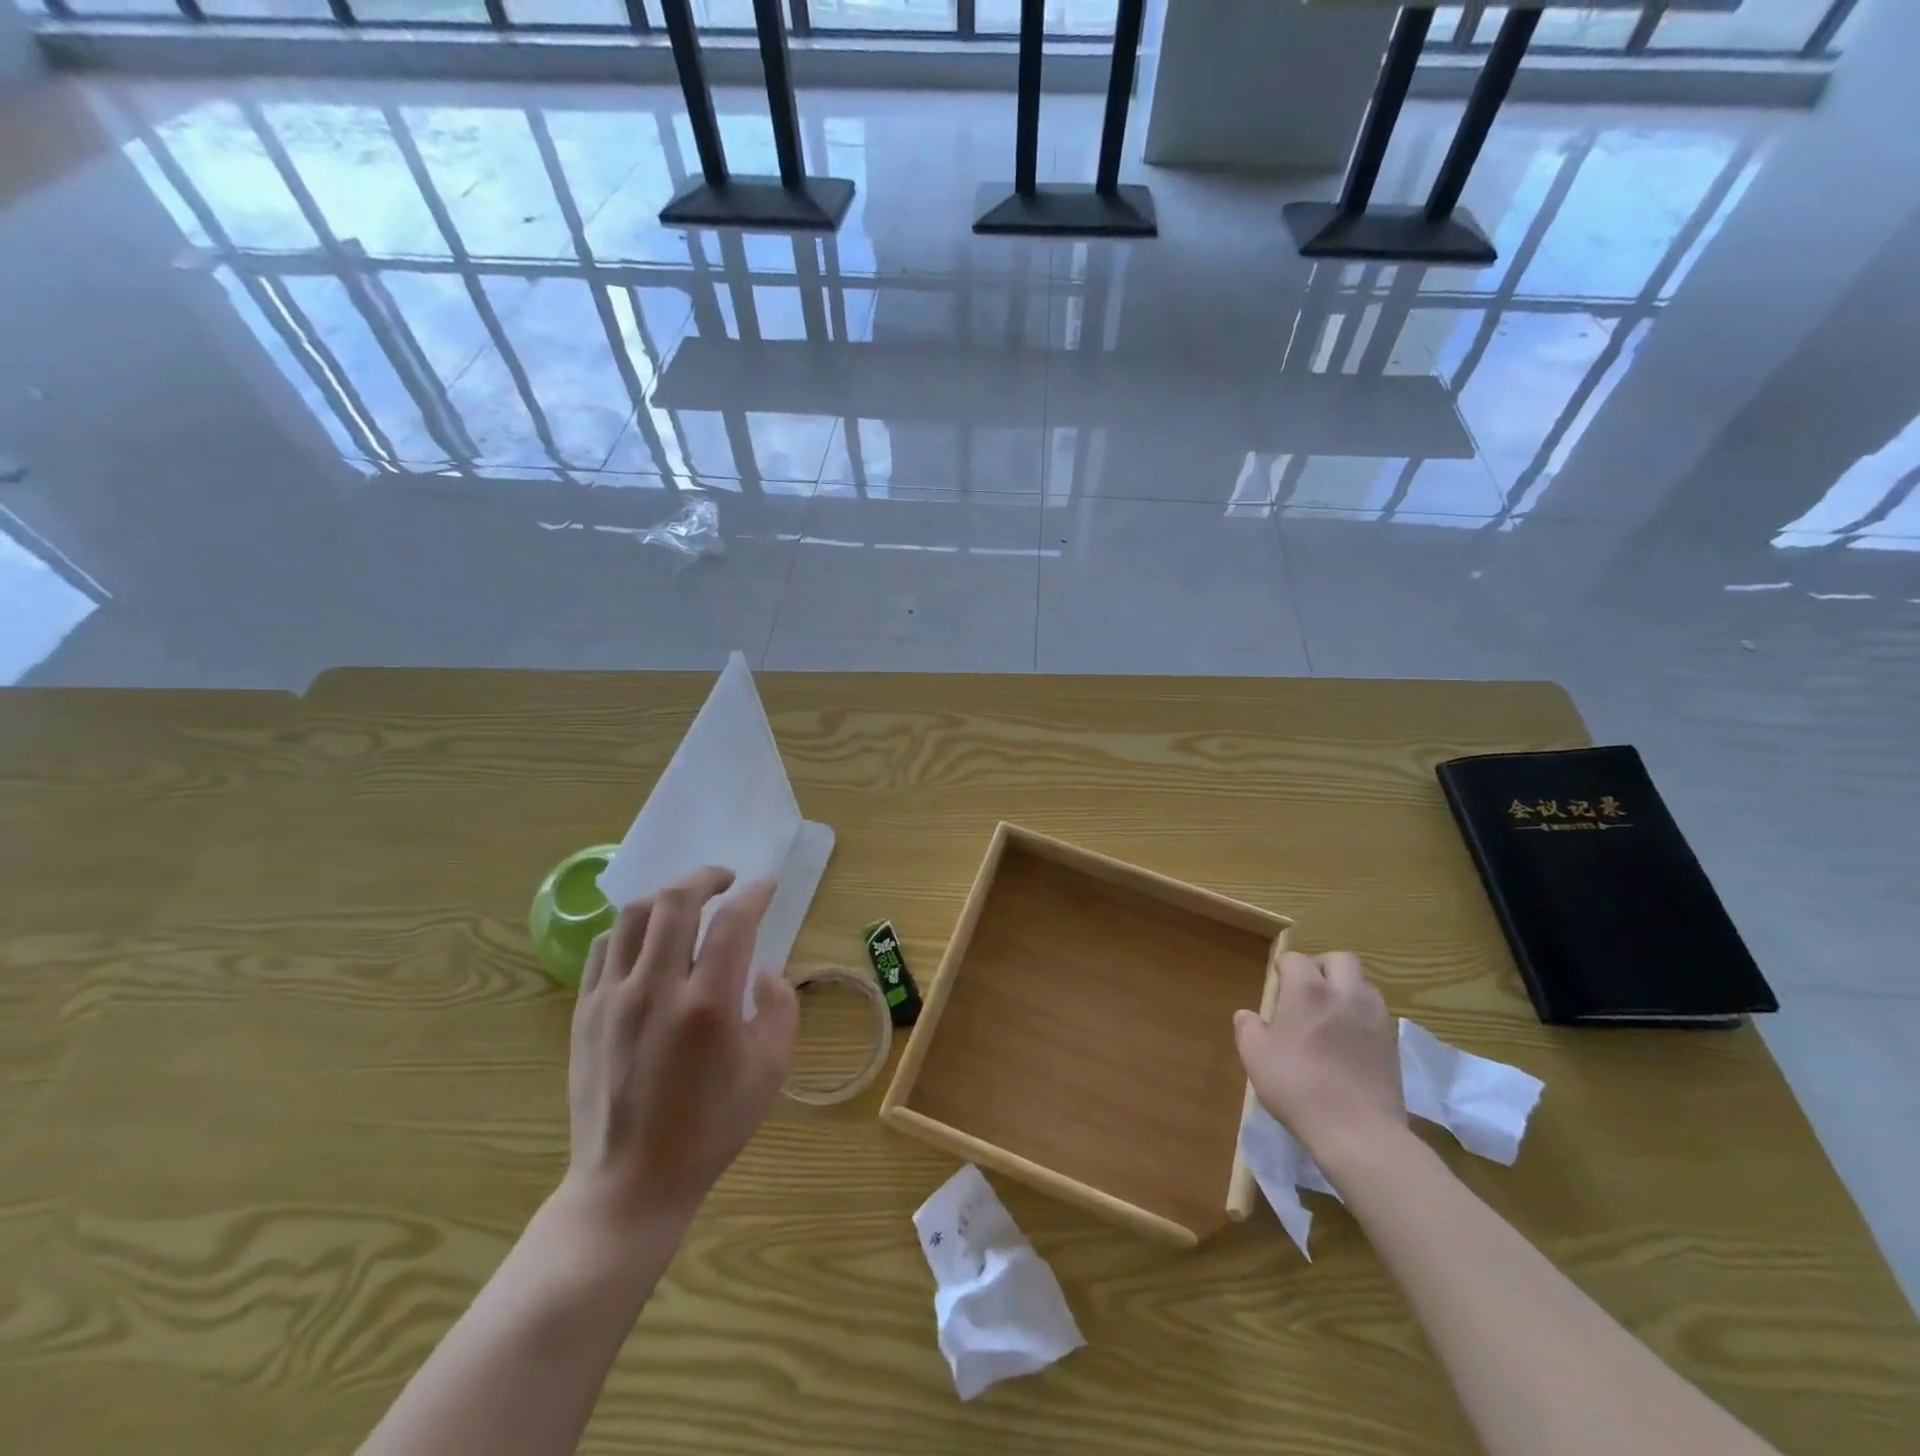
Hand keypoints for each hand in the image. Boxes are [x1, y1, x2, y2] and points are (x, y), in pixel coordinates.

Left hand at [562, 867, 797, 1234]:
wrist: (630, 1183)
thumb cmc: (710, 1129)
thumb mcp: (770, 1073)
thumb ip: (781, 1010)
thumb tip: (765, 970)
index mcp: (708, 1006)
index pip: (734, 923)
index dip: (755, 895)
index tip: (767, 887)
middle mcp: (656, 990)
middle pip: (676, 901)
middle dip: (706, 877)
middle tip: (725, 879)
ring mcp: (612, 999)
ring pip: (634, 916)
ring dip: (667, 897)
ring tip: (687, 903)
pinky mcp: (584, 1013)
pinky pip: (603, 948)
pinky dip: (631, 930)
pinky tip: (648, 941)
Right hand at [1234, 951, 1405, 1167]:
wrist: (1358, 1131)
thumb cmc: (1298, 1086)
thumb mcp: (1255, 1057)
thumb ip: (1247, 1028)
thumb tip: (1247, 1015)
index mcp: (1307, 990)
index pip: (1295, 959)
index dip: (1283, 969)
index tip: (1276, 989)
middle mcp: (1344, 993)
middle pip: (1340, 959)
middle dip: (1322, 967)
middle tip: (1307, 991)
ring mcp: (1374, 1018)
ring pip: (1364, 984)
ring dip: (1347, 989)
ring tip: (1331, 1014)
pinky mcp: (1392, 1044)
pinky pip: (1377, 1014)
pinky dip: (1362, 1017)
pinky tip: (1349, 1041)